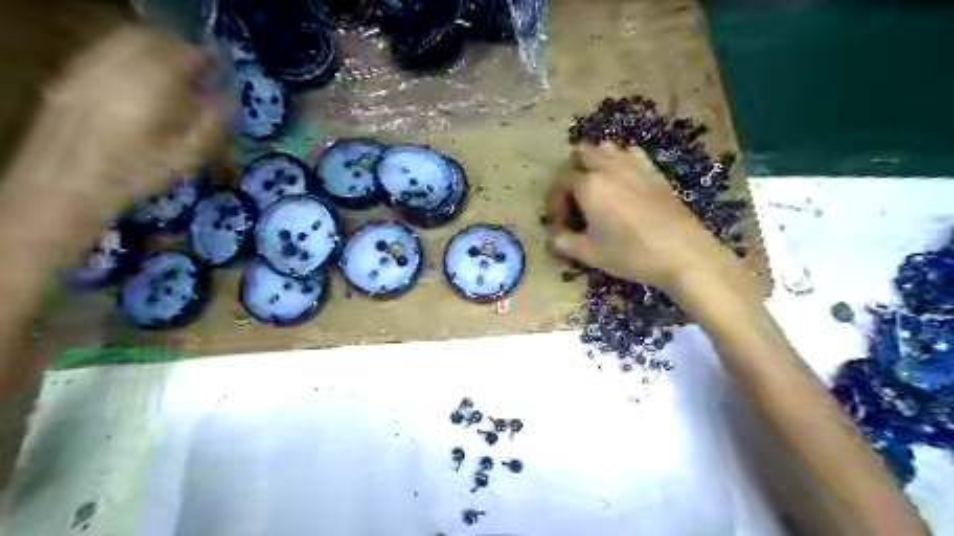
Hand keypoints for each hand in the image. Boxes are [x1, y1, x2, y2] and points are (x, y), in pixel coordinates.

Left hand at [1, 25, 226, 256]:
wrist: (69, 183)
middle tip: (198, 69)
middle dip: (178, 50)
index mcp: (150, 84)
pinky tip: (140, 82)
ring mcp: (88, 68)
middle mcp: (116, 66)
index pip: (183, 53)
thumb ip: (212, 121)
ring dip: (153, 51)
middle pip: (151, 39)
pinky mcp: (72, 76)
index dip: (205, 57)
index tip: (221, 68)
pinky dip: (129, 58)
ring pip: (126, 41)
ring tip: (172, 75)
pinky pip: (106, 52)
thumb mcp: (187, 154)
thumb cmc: (137, 173)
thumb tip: (230, 99)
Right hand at [548, 142, 740, 296]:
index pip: (561, 182)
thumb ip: (564, 242)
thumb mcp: (589, 254)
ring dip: (596, 162)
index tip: (562, 224)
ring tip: (597, 187)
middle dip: (573, 172)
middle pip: (582, 153)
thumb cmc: (630, 254)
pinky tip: (623, 183)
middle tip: (575, 199)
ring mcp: (634, 166)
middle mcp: (608, 168)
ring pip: (606, 148)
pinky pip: (631, 154)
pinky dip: (620, 162)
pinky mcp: (654, 172)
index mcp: (589, 185)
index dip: (556, 202)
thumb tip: (553, 237)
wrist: (682, 253)